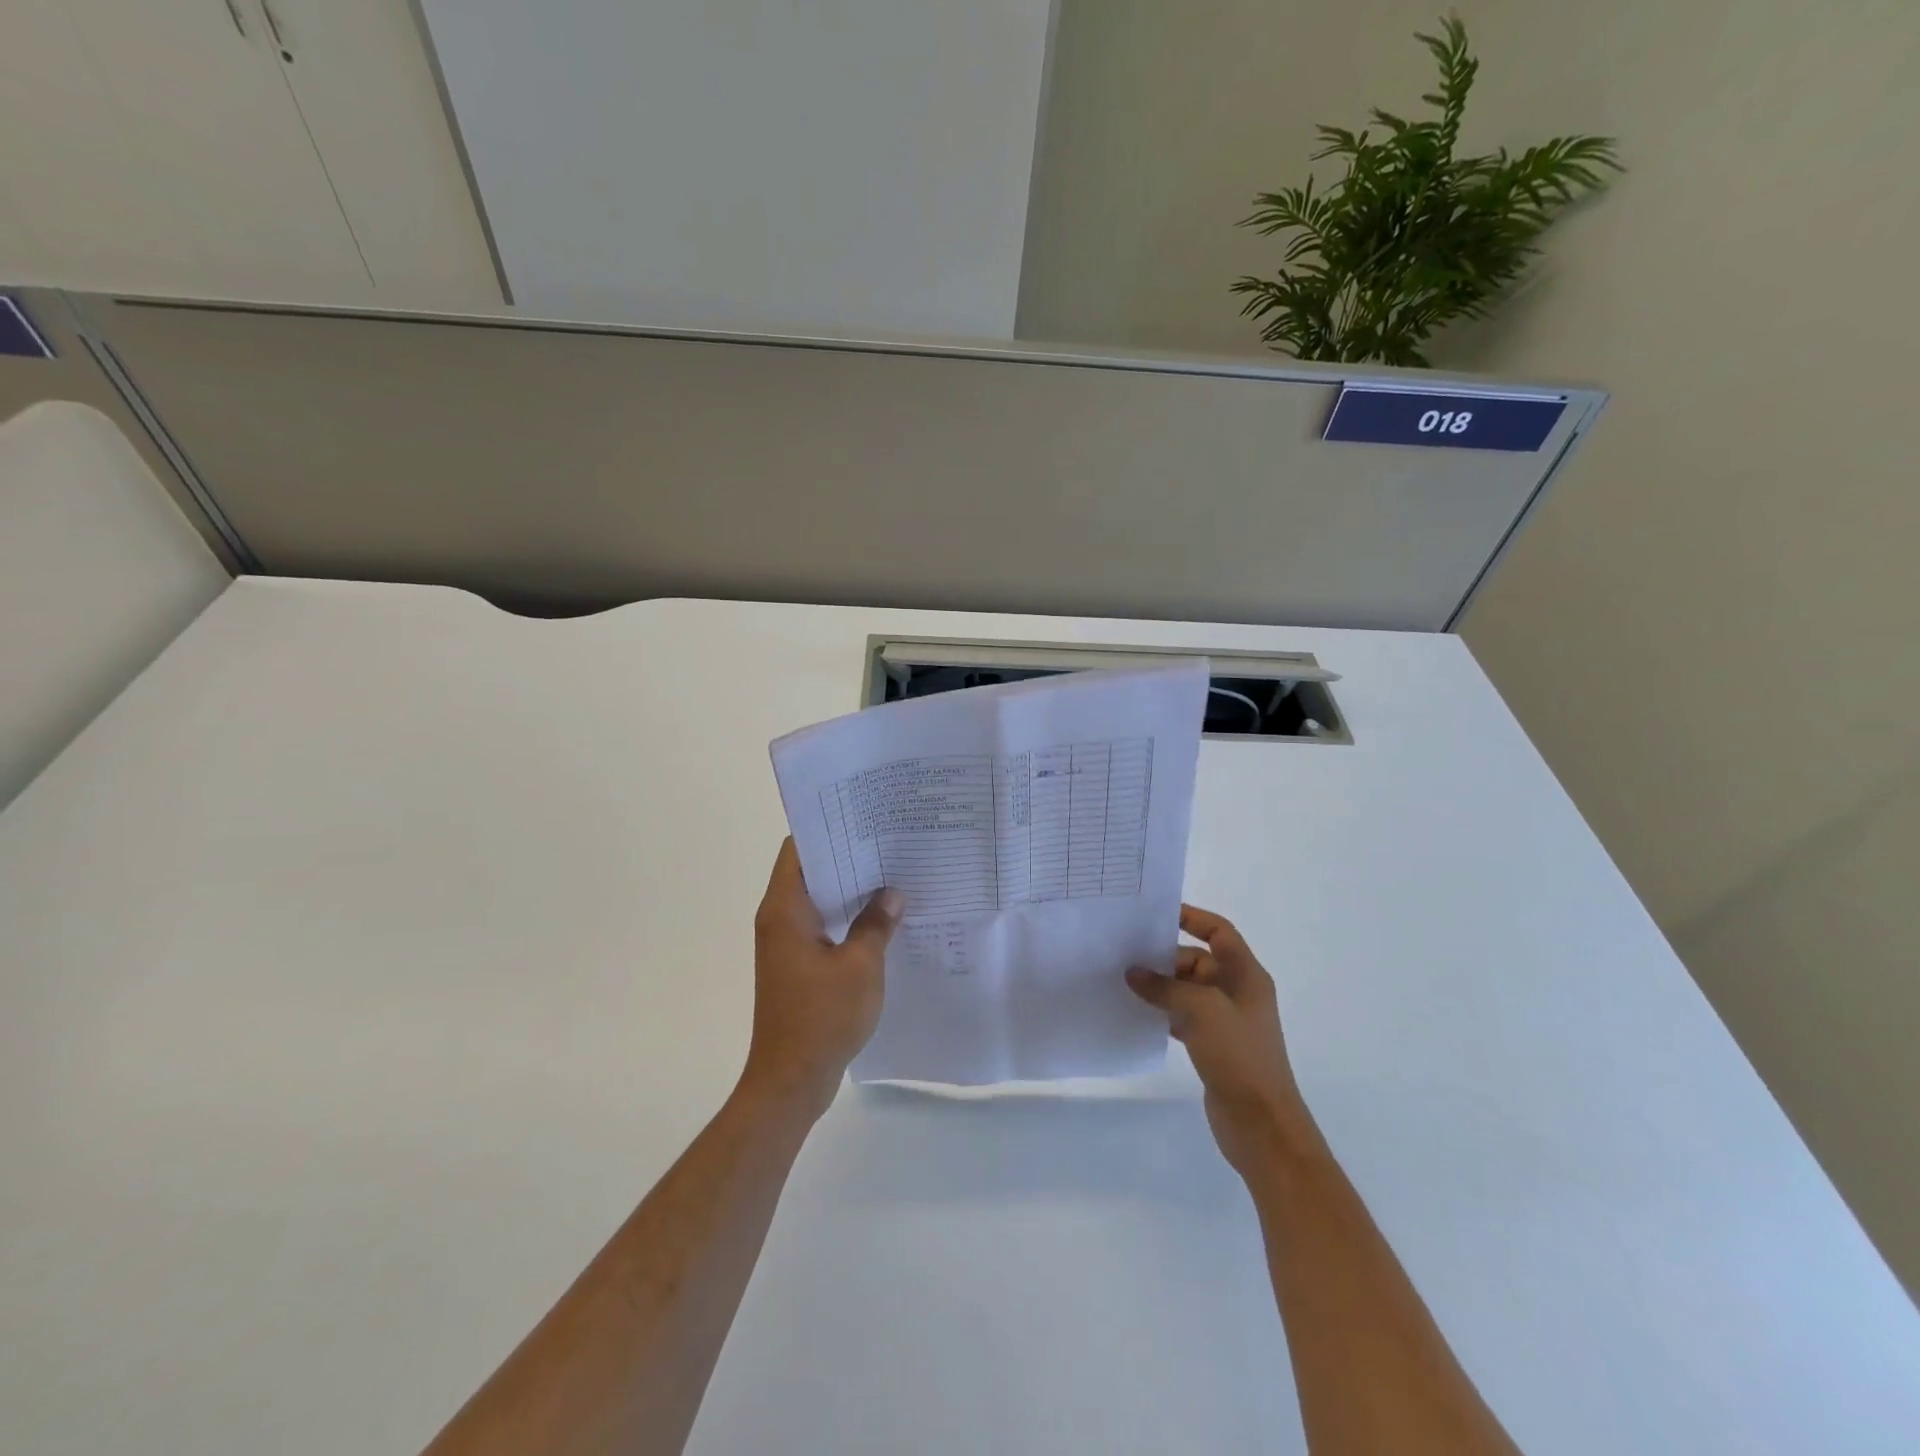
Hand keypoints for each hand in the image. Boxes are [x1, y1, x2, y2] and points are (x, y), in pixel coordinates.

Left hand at [742, 839, 904, 1120]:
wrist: (791, 1080)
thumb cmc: (822, 1017)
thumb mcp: (861, 966)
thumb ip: (877, 923)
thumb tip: (892, 893)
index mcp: (785, 910)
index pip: (798, 849)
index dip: (828, 828)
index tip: (863, 816)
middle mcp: (779, 919)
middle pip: (809, 871)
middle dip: (846, 855)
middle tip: (889, 840)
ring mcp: (786, 943)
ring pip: (818, 899)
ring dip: (849, 888)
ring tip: (892, 872)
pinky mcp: (796, 965)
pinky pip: (822, 925)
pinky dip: (846, 916)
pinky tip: (882, 917)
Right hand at [1127, 905, 1316, 1176]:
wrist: (1262, 1125)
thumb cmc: (1239, 1056)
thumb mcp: (1202, 1010)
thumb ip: (1165, 987)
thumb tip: (1133, 973)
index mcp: (1247, 976)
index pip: (1219, 932)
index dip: (1192, 918)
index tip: (1156, 914)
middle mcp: (1238, 993)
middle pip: (1198, 960)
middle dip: (1164, 957)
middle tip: (1125, 955)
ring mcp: (1226, 1021)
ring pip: (1187, 990)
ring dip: (1160, 986)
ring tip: (1122, 982)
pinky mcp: (1213, 1046)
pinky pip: (1183, 1017)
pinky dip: (1162, 1012)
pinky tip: (1137, 1015)